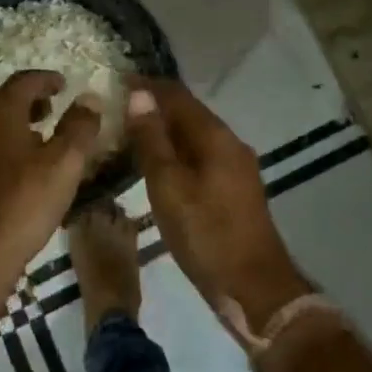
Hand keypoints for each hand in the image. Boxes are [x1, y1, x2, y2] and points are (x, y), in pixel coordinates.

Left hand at [0, 71, 101, 312]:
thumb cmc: (23, 202)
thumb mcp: (64, 163)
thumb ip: (79, 127)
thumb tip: (90, 98)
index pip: (22, 82)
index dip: (46, 79)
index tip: (64, 84)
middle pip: (5, 104)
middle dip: (32, 103)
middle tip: (55, 109)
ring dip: (19, 128)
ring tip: (44, 142)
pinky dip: (7, 151)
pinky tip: (23, 174)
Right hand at [125, 78, 310, 330]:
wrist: (255, 289)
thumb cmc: (206, 235)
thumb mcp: (169, 187)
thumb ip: (153, 140)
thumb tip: (139, 94)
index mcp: (215, 136)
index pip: (177, 95)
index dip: (147, 86)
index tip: (116, 82)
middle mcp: (229, 143)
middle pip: (188, 113)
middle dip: (154, 108)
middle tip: (116, 110)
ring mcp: (236, 167)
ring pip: (194, 137)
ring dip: (164, 132)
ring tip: (129, 136)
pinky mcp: (234, 190)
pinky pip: (200, 157)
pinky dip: (176, 154)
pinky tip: (156, 168)